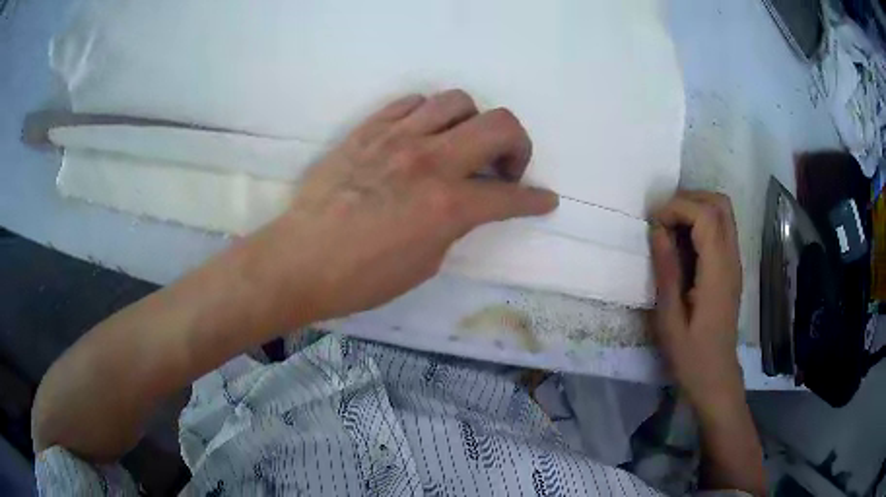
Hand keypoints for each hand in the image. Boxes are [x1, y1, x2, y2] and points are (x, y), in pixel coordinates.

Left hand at [242, 90, 557, 326]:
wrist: (301, 260)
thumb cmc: (362, 278)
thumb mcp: (425, 263)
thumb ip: (454, 224)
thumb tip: (464, 203)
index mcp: (448, 205)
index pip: (511, 196)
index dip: (536, 200)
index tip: (545, 200)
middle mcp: (430, 161)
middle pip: (500, 124)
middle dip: (518, 145)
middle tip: (505, 167)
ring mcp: (397, 138)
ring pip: (456, 101)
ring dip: (472, 122)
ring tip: (460, 145)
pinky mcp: (368, 130)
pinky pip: (411, 103)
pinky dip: (428, 114)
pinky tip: (422, 134)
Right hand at [650, 191, 743, 407]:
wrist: (716, 376)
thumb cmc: (690, 355)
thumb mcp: (669, 319)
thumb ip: (666, 271)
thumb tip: (657, 229)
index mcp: (717, 273)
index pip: (706, 216)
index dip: (678, 207)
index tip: (654, 224)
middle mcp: (732, 260)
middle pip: (720, 204)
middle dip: (689, 200)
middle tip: (663, 220)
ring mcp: (735, 262)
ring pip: (723, 212)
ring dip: (696, 208)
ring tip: (670, 229)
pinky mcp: (732, 268)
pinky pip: (722, 228)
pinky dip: (702, 223)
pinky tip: (683, 244)